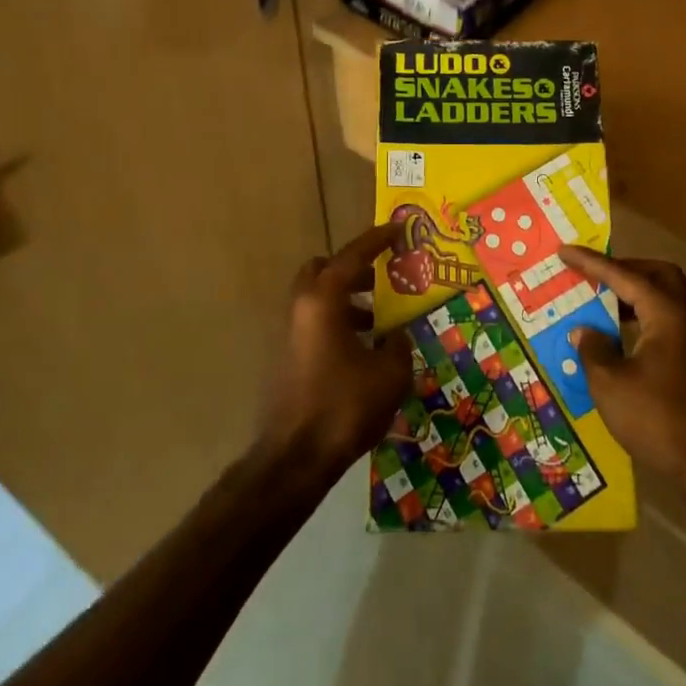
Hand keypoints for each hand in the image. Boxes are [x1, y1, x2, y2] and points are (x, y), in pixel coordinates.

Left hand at [259, 222, 412, 479]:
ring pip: (318, 298)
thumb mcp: (389, 373)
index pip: (352, 256)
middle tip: (381, 277)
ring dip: (347, 299)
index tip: (397, 228)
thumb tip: (395, 336)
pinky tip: (363, 351)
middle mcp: (302, 308)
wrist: (295, 457)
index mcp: (324, 300)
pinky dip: (338, 323)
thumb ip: (397, 344)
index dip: (377, 239)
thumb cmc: (344, 406)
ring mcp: (290, 333)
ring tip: (379, 319)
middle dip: (352, 268)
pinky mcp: (288, 357)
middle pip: (323, 270)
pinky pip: (315, 323)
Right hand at [560, 247, 685, 488]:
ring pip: (665, 296)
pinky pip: (666, 318)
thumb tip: (584, 331)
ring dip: (634, 291)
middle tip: (593, 273)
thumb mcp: (609, 382)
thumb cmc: (655, 417)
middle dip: (624, 268)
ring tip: (600, 299)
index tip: (564, 252)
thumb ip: (593, 348)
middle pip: (657, 274)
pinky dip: (642, 313)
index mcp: (666, 314)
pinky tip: (619, 332)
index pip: (624, 276)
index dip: (591, 263)